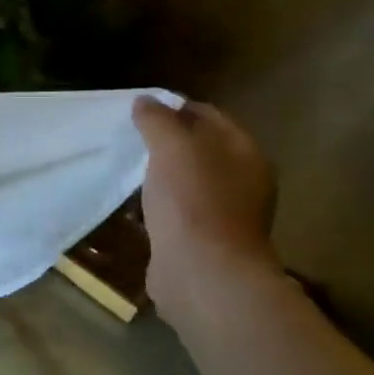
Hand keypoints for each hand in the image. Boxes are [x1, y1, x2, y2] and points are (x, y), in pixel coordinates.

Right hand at [132, 96, 278, 318]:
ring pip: (190, 181)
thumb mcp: (172, 149)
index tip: (140, 109)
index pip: (210, 116)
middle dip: (168, 141)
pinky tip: (136, 206)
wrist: (203, 273)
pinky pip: (179, 211)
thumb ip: (158, 121)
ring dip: (162, 174)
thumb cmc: (193, 202)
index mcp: (245, 153)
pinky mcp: (204, 240)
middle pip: (202, 148)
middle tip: (130, 138)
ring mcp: (225, 213)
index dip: (176, 107)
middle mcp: (243, 181)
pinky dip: (159, 204)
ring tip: (128, 170)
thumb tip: (145, 101)